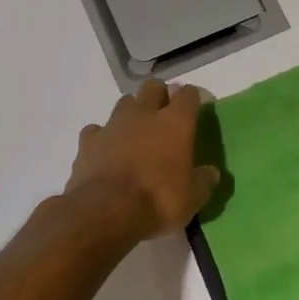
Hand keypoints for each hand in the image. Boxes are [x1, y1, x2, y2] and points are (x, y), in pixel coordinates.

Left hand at [65, 80, 220, 239]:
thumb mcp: (193, 197)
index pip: (188, 95)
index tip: (195, 109)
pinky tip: (107, 150)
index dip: (193, 98)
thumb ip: (203, 180)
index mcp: (175, 123)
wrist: (106, 212)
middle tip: (165, 116)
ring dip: (132, 112)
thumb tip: (211, 173)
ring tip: (136, 132)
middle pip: (153, 87)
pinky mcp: (87, 142)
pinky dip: (103, 136)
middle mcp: (144, 114)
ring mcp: (112, 125)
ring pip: (124, 103)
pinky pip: (97, 130)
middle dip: (160, 95)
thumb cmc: (159, 201)